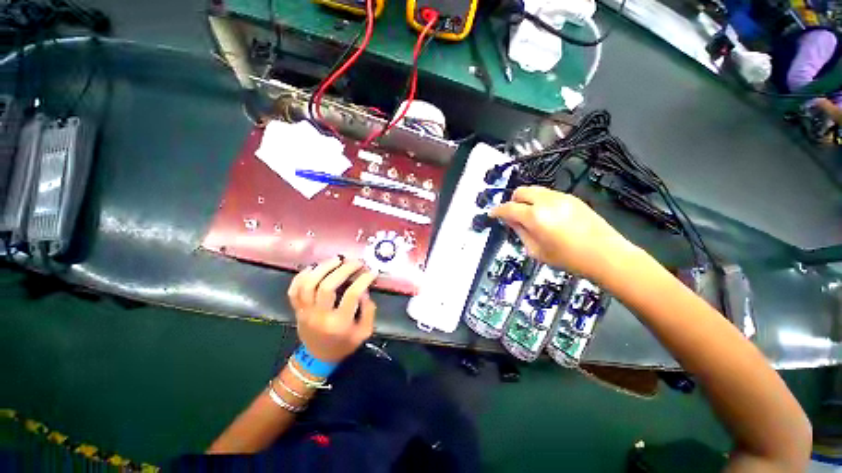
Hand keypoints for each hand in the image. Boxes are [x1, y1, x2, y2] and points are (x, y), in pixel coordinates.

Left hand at [287, 257, 377, 363]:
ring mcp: (305, 311)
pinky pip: (294, 289)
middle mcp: (320, 316)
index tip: (371, 271)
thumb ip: (368, 311)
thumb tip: (364, 289)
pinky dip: (302, 275)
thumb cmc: (344, 344)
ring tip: (337, 259)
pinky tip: (315, 267)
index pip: (351, 295)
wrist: (318, 357)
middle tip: (356, 262)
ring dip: (323, 268)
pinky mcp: (297, 309)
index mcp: (339, 323)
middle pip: (327, 286)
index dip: (363, 280)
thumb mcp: (364, 332)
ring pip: (308, 284)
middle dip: (343, 269)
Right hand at [489, 186, 638, 281]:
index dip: (497, 210)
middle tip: (513, 215)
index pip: (508, 208)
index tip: (492, 214)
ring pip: (535, 190)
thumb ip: (520, 232)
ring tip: (530, 216)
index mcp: (535, 216)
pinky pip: (548, 194)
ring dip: (526, 200)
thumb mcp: (536, 250)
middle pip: (521, 191)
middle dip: (512, 201)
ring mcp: (561, 197)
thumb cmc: (568, 258)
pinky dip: (540, 201)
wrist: (605, 254)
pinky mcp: (572, 198)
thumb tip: (511, 221)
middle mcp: (546, 201)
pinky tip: (546, 215)